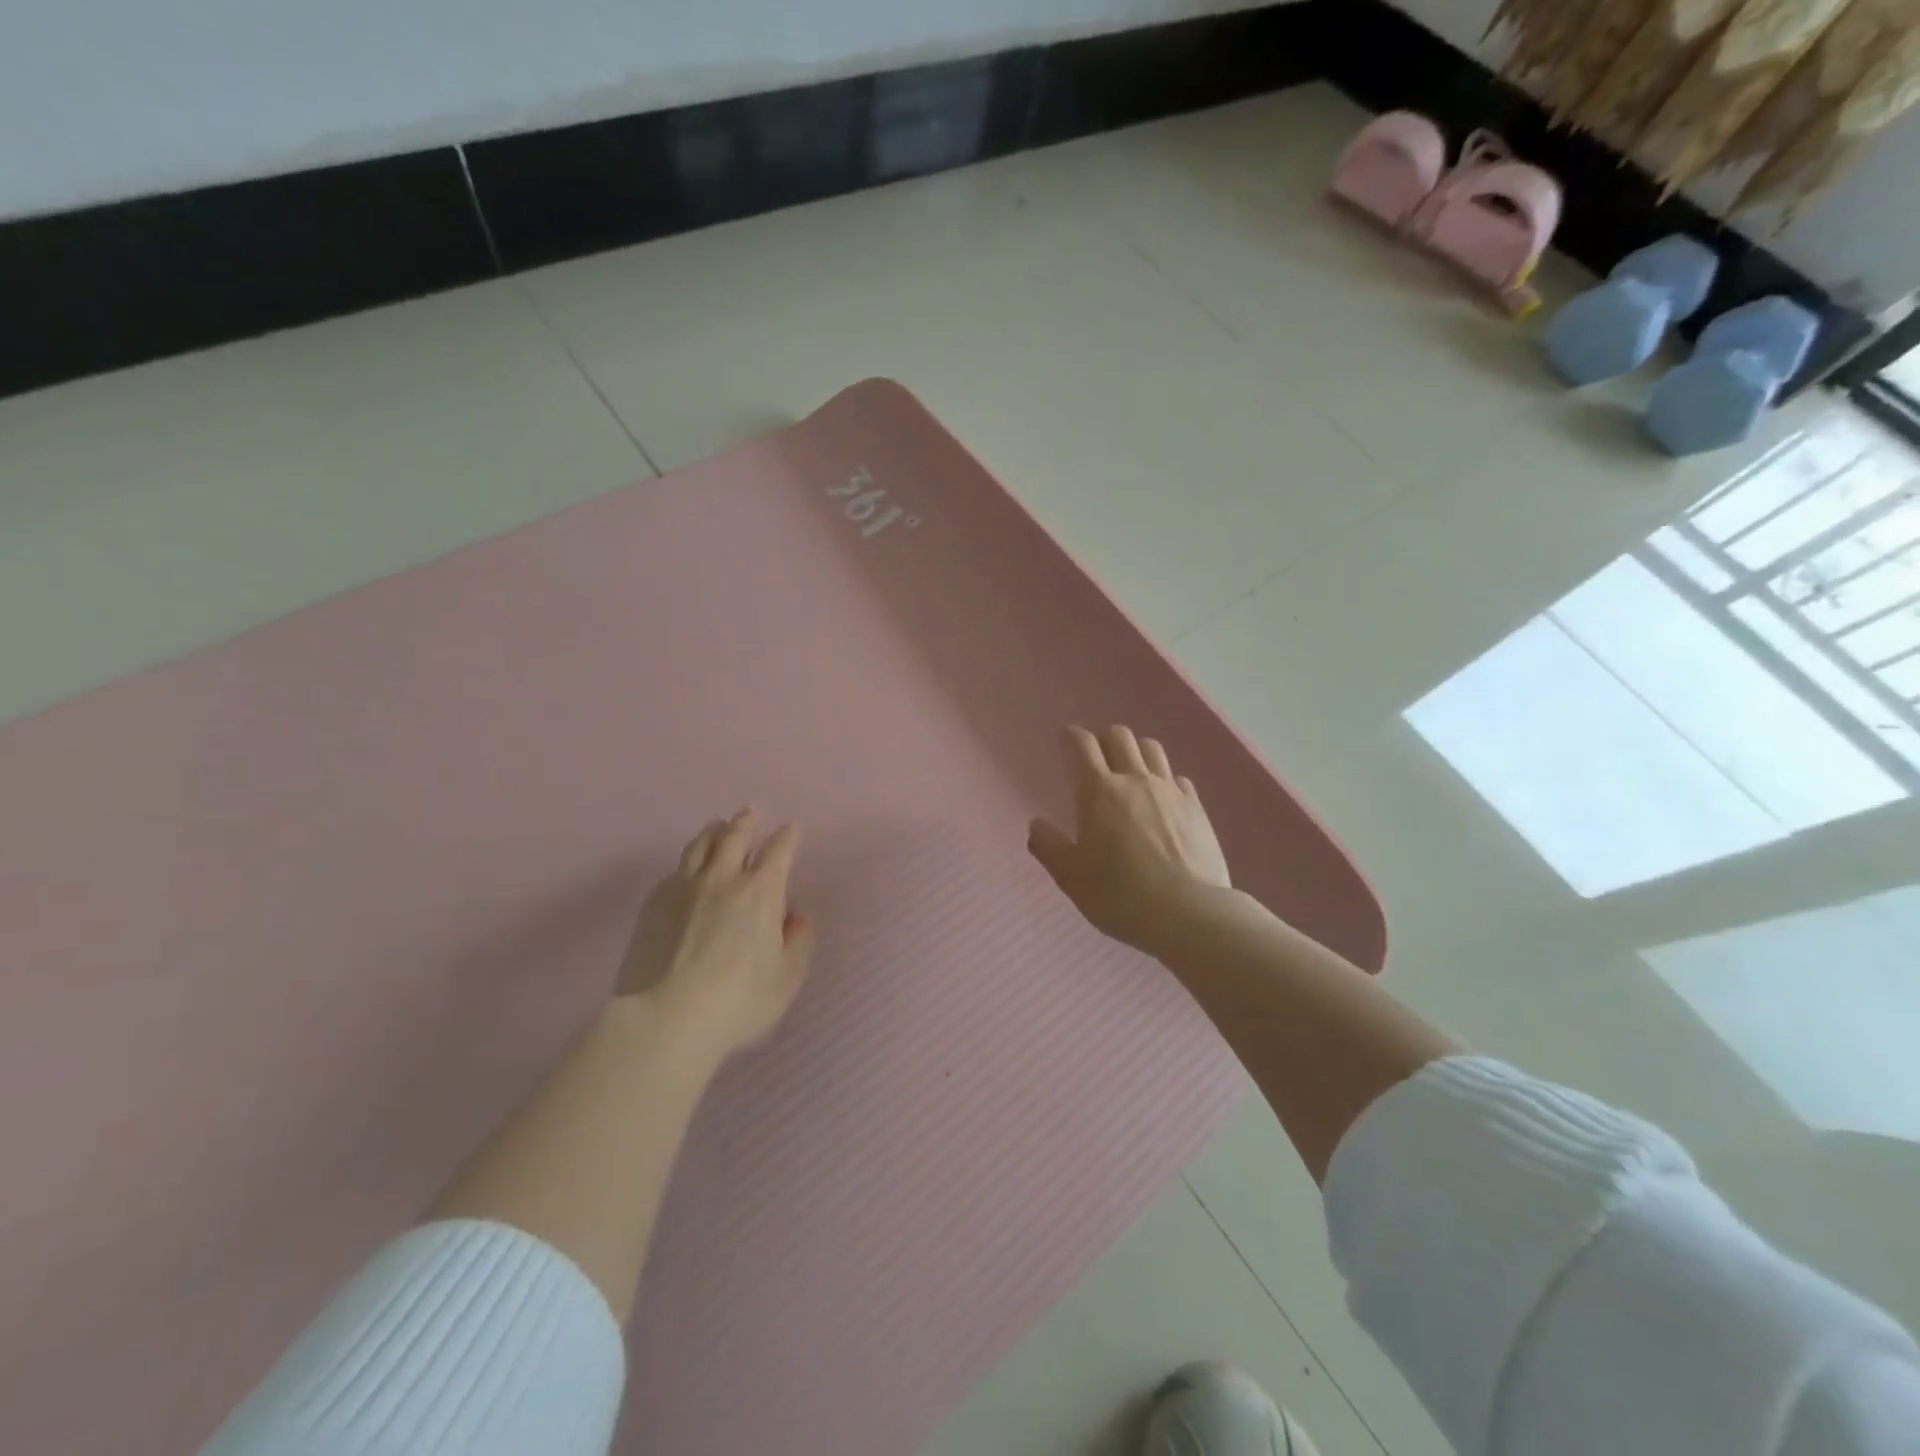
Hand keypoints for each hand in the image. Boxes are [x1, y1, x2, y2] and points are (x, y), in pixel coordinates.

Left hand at [617, 809, 817, 1059]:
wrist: (666, 1017)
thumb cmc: (738, 1000)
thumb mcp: (786, 978)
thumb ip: (799, 942)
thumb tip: (797, 917)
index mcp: (762, 891)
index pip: (778, 850)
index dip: (787, 837)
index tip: (791, 828)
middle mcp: (723, 878)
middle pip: (734, 836)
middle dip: (746, 822)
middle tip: (749, 812)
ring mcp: (684, 887)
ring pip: (700, 846)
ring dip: (712, 832)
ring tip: (716, 826)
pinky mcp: (653, 903)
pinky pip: (674, 870)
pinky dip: (687, 862)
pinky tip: (686, 868)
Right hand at [1027, 725, 1231, 954]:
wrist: (1187, 913)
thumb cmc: (1119, 895)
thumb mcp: (1071, 877)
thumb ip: (1049, 847)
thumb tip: (1036, 824)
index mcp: (1099, 791)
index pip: (1082, 745)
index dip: (1071, 736)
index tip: (1065, 738)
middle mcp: (1135, 780)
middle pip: (1120, 737)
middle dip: (1104, 738)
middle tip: (1096, 756)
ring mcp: (1170, 791)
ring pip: (1152, 749)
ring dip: (1136, 750)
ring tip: (1129, 769)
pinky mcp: (1196, 807)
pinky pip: (1177, 777)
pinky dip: (1164, 778)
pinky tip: (1162, 798)